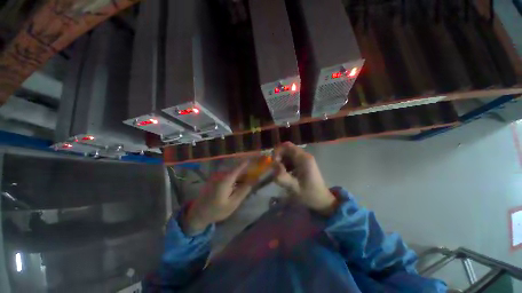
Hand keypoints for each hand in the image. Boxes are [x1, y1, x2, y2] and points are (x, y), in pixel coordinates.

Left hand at [183, 161, 251, 234]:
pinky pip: (227, 175)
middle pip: (236, 169)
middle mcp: (221, 175)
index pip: (238, 167)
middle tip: (254, 176)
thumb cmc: (217, 210)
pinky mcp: (215, 179)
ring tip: (247, 182)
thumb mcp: (233, 203)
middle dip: (245, 171)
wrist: (198, 213)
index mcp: (226, 180)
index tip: (255, 159)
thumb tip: (254, 180)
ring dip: (240, 176)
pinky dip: (234, 178)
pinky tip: (237, 185)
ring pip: (232, 173)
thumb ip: (244, 190)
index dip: (247, 163)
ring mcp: (217, 176)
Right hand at [273, 142, 336, 215]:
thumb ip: (282, 177)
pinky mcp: (303, 164)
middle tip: (276, 170)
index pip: (287, 146)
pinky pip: (291, 159)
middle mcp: (304, 156)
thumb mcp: (294, 188)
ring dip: (281, 162)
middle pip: (287, 149)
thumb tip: (274, 166)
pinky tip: (286, 174)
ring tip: (281, 173)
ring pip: (288, 154)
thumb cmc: (309, 195)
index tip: (274, 164)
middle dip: (279, 158)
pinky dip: (285, 164)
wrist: (321, 201)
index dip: (277, 152)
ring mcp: (304, 159)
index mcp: (303, 159)